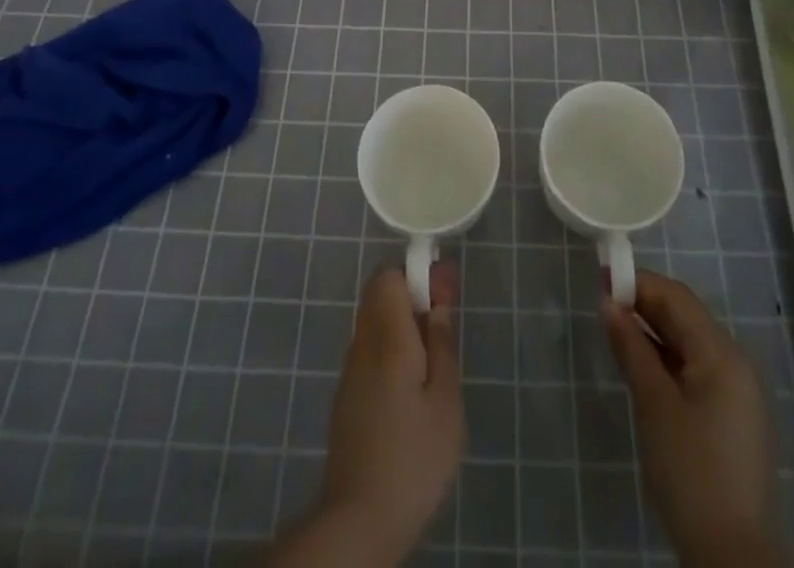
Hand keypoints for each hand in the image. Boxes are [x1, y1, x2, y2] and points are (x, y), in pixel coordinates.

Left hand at [266, 263, 461, 565]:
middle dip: (412, 296)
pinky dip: (391, 349)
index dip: (417, 273)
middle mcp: (363, 344)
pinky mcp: (347, 397)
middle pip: (380, 295)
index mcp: (387, 337)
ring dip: (403, 323)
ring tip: (435, 356)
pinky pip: (370, 351)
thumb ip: (442, 344)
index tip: (445, 289)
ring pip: (374, 323)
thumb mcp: (446, 400)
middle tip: (444, 320)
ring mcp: (350, 371)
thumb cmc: (413, 457)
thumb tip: (438, 302)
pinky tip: (412, 385)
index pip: (389, 276)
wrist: (359, 520)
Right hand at [603, 270, 783, 567]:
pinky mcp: (730, 417)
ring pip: (689, 343)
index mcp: (722, 353)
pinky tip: (641, 365)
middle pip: (685, 317)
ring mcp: (736, 392)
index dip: (638, 282)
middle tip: (602, 303)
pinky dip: (666, 359)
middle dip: (644, 304)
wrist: (733, 556)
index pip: (676, 297)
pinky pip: (695, 369)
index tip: (600, 278)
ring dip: (653, 332)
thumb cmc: (691, 471)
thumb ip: (632, 348)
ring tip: (615, 331)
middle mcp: (734, 363)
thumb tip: (609, 304)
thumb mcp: (654, 404)